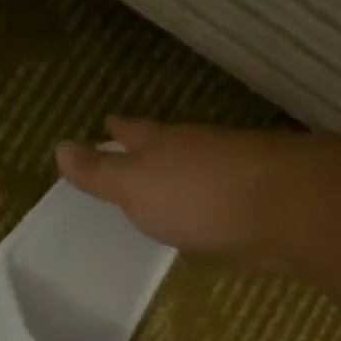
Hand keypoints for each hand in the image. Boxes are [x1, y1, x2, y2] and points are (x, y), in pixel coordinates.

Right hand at [54, 118, 289, 264]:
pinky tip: (203, 218)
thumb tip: (60, 147)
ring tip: (164, 188)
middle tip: (132, 151)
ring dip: (179, 177)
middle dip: (149, 148)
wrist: (281, 208)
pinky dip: (205, 204)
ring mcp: (230, 174)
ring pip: (195, 171)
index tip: (107, 122)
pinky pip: (218, 199)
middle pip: (167, 146)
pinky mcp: (254, 203)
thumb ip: (99, 172)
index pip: (133, 131)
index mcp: (163, 144)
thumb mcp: (134, 184)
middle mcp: (197, 151)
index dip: (118, 129)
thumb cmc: (195, 194)